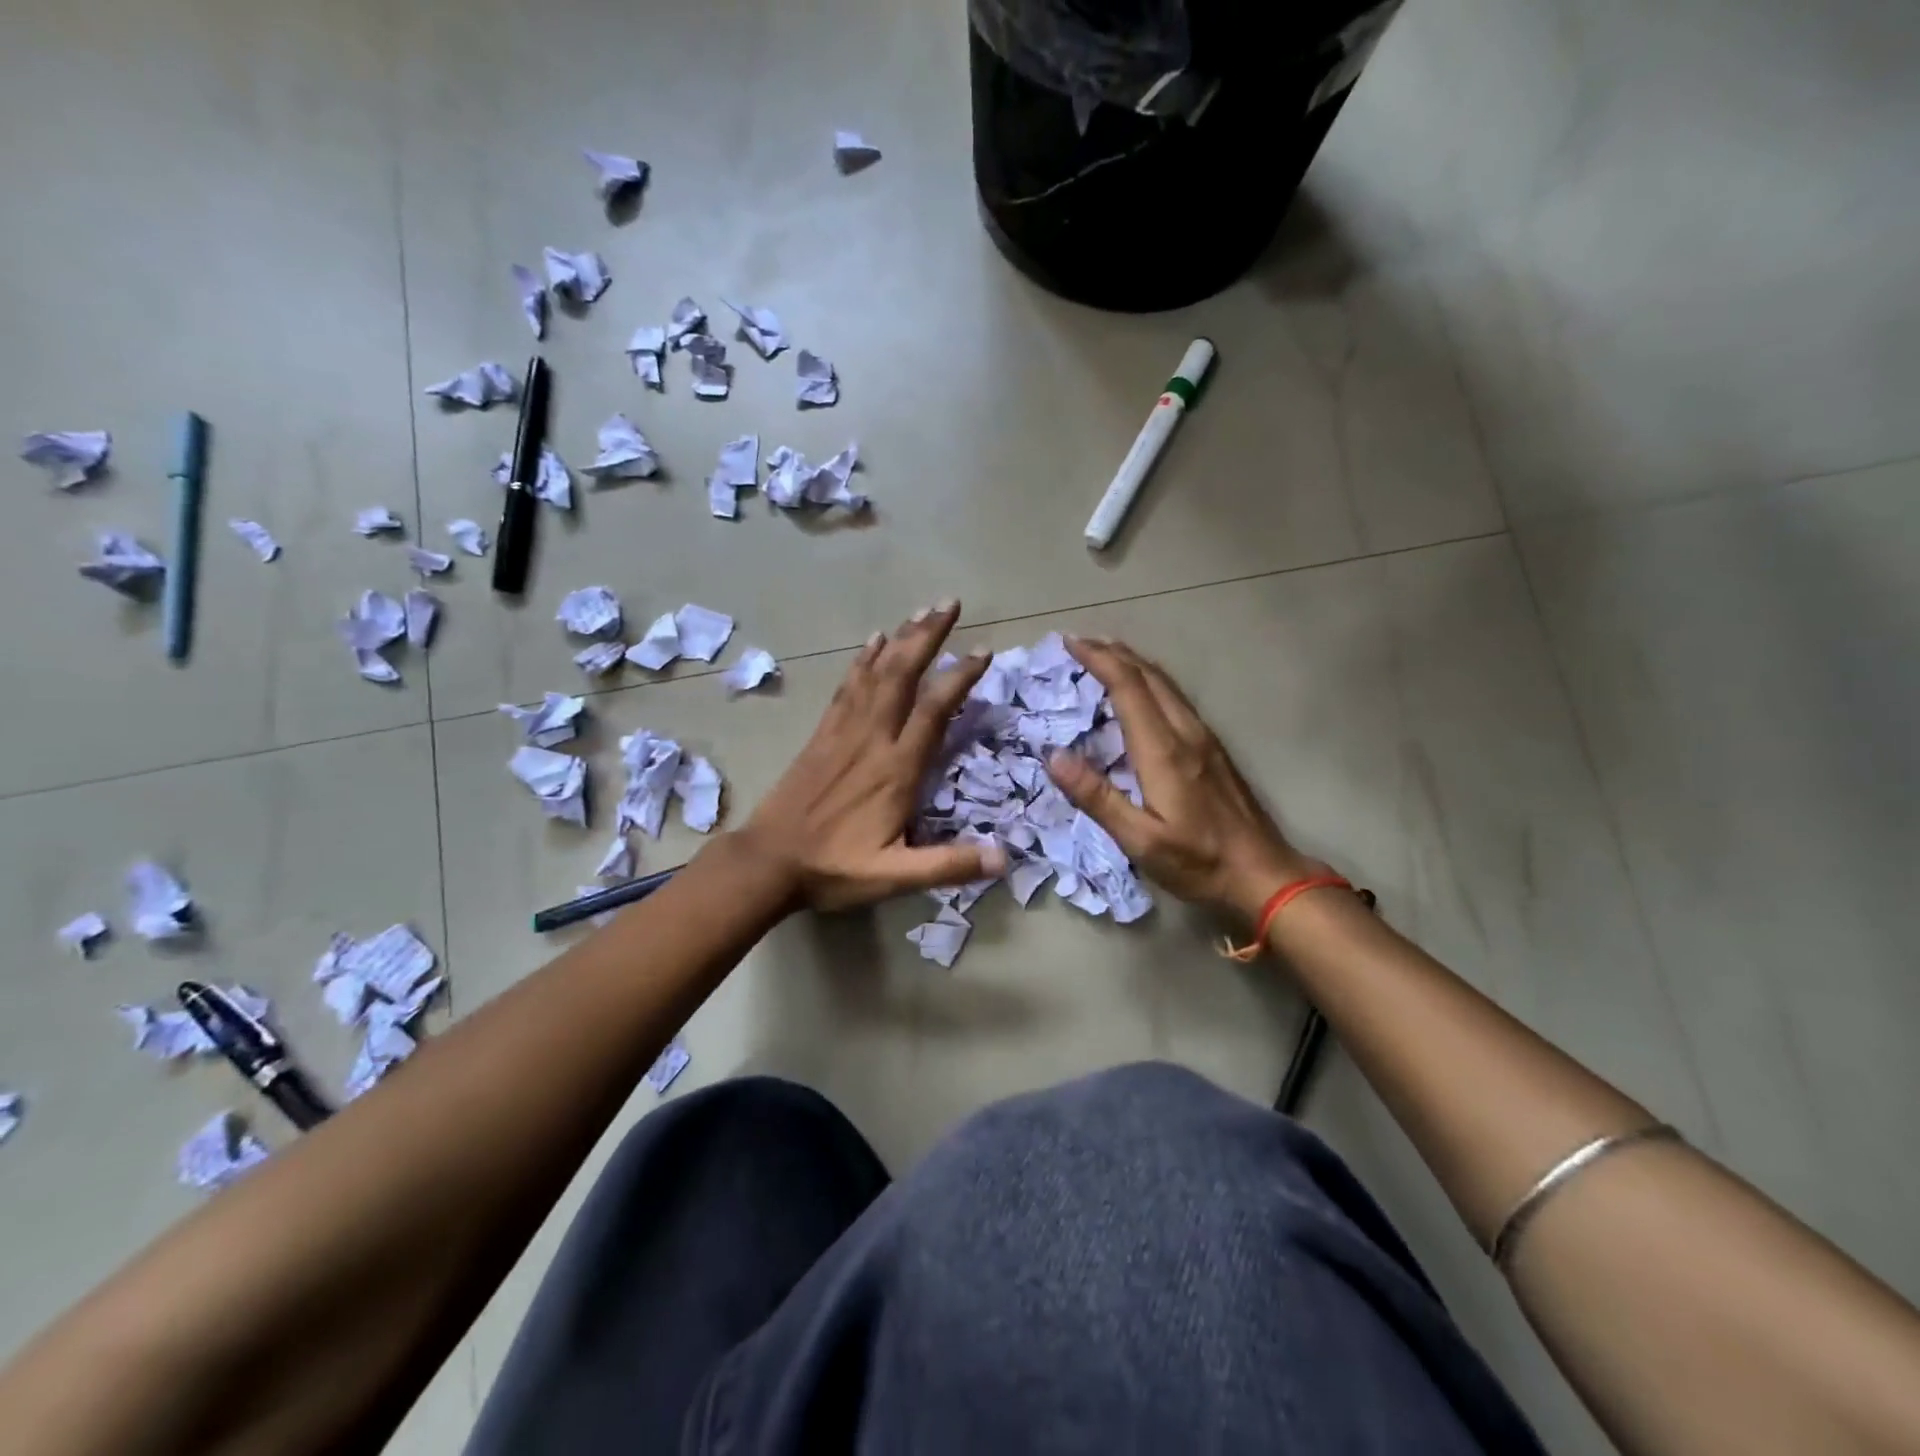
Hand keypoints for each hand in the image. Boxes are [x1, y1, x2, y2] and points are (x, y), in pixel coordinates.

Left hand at [739, 601, 1006, 911]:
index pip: (933, 711)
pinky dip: (863, 660)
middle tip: (950, 603)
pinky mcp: (822, 734)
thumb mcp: (894, 876)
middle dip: (928, 635)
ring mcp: (843, 732)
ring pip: (876, 673)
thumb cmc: (833, 868)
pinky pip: (847, 687)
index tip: (983, 651)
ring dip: (901, 638)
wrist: (767, 862)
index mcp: (895, 769)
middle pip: (903, 674)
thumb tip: (1004, 857)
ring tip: (922, 610)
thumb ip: (948, 865)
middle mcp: (872, 739)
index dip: (959, 678)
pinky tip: (874, 641)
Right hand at [1046, 637, 1318, 923]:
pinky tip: (1141, 692)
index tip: (1069, 643)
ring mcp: (1204, 738)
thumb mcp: (1140, 840)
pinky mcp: (1213, 748)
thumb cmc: (1198, 862)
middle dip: (1113, 652)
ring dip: (1133, 663)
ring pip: (1166, 683)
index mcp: (1164, 750)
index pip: (1128, 687)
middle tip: (1079, 643)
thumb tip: (1054, 756)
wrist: (1264, 874)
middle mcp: (1186, 732)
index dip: (1098, 660)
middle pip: (1149, 675)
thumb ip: (1097, 797)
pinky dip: (1149, 681)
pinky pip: (1175, 698)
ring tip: (1105, 655)